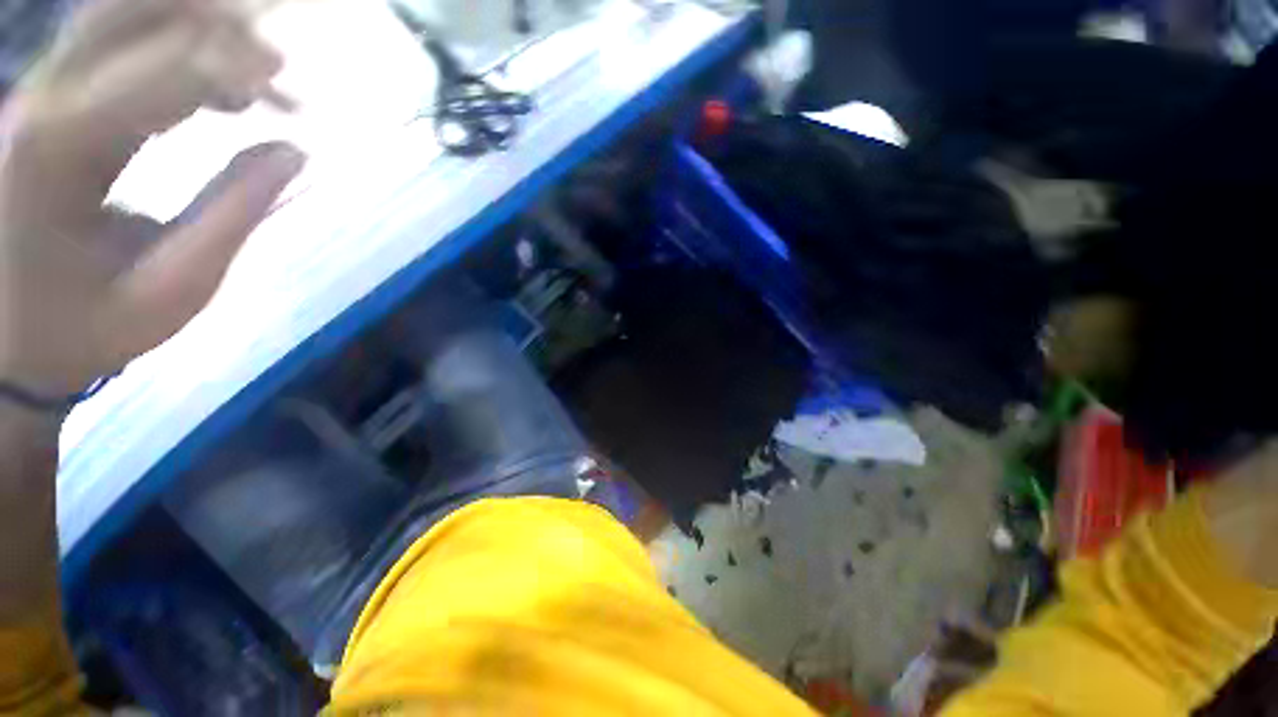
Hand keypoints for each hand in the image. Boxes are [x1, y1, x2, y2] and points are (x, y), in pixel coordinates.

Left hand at [0, 0, 304, 395]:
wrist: (8, 342)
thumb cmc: (84, 329)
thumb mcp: (171, 290)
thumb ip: (233, 215)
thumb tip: (295, 152)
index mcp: (56, 153)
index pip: (157, 75)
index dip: (232, 69)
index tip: (294, 90)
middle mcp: (40, 103)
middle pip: (127, 12)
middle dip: (211, 21)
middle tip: (280, 61)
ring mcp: (40, 97)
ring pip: (122, 16)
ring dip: (198, 30)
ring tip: (262, 78)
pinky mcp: (51, 105)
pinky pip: (119, 46)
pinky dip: (178, 51)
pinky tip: (222, 91)